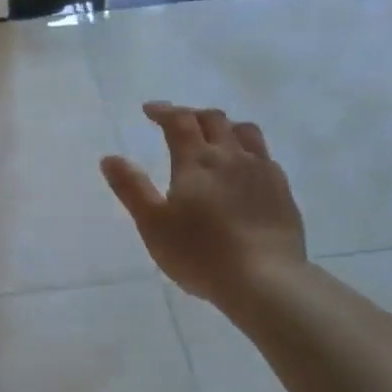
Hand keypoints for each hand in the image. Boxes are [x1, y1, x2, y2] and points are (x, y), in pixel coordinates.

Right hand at [101, 102, 307, 304]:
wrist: (266, 280)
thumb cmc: (200, 253)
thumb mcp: (153, 224)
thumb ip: (131, 188)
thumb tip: (109, 158)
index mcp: (197, 160)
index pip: (179, 121)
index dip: (163, 111)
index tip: (149, 110)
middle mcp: (231, 156)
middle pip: (213, 120)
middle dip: (192, 114)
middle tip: (177, 122)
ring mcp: (262, 171)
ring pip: (245, 132)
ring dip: (225, 126)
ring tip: (215, 136)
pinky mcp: (282, 191)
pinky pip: (265, 157)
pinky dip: (248, 151)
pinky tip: (245, 169)